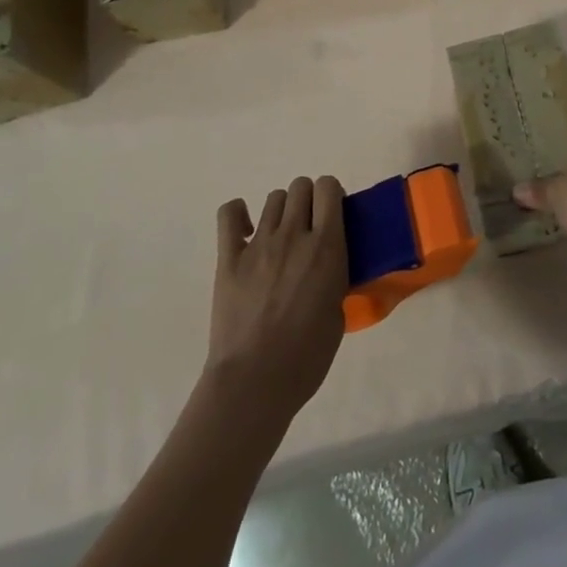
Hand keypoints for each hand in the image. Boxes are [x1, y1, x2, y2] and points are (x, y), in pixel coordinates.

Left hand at [205, 176, 348, 427]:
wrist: (255, 381)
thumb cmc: (306, 357)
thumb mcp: (338, 312)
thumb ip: (334, 277)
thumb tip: (326, 265)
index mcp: (326, 247)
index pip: (328, 187)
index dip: (331, 195)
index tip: (332, 214)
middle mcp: (294, 235)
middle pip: (301, 186)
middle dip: (308, 201)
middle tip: (308, 229)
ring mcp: (259, 243)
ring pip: (273, 198)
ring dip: (282, 212)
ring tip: (280, 239)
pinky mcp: (229, 256)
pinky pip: (229, 213)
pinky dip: (238, 215)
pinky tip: (244, 232)